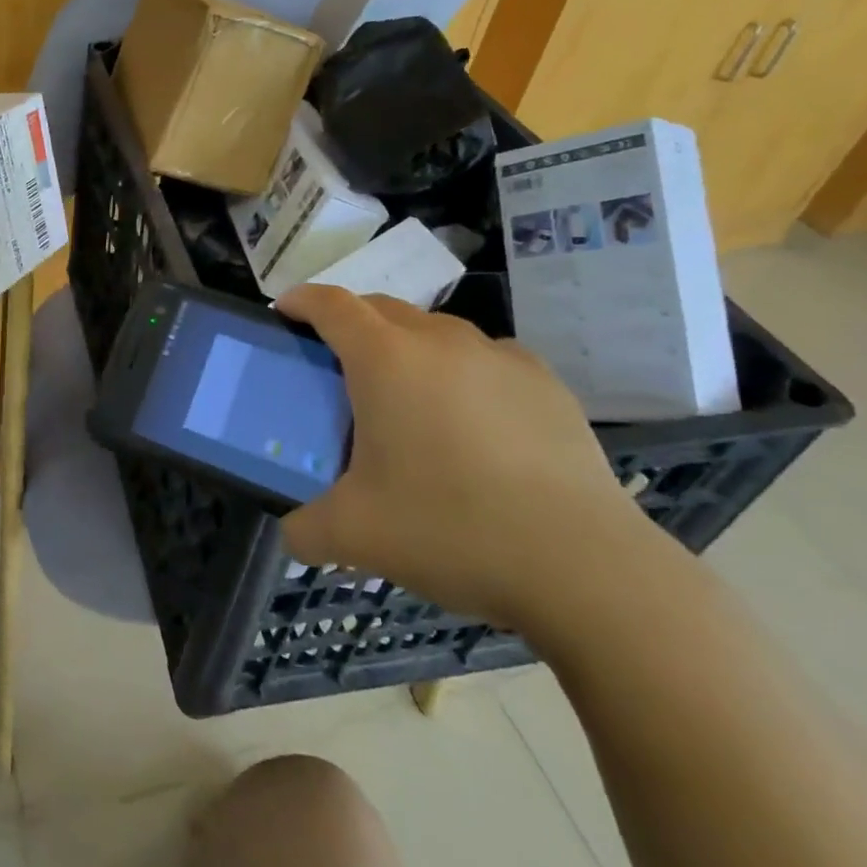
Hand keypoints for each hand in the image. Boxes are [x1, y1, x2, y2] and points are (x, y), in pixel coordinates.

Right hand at [275, 285, 649, 633]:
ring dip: (407, 345)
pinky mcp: (545, 384)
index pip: (331, 305)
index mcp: (384, 359)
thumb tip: (291, 533)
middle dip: (350, 321)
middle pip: (381, 307)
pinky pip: (485, 357)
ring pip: (435, 330)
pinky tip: (469, 417)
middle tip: (336, 362)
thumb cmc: (449, 529)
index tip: (284, 310)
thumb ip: (305, 529)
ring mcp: (498, 357)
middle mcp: (439, 341)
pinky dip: (461, 370)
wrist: (582, 566)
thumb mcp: (355, 536)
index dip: (301, 300)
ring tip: (406, 394)